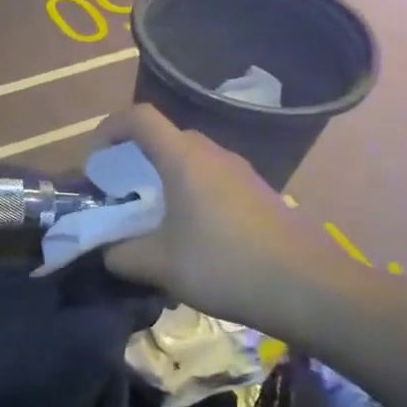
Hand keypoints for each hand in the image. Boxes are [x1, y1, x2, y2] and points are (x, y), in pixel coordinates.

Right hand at [100, 104, 365, 343]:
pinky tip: (192, 235)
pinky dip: (191, 193)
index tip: (95, 161)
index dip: (110, 128)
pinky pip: (213, 179)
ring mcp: (241, 172)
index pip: (140, 118)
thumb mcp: (160, 265)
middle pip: (166, 137)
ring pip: (191, 160)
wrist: (310, 288)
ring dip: (165, 179)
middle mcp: (213, 154)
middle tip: (121, 194)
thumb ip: (122, 255)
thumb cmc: (225, 266)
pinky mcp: (259, 193)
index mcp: (184, 159)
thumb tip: (108, 252)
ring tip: (153, 218)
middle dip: (135, 158)